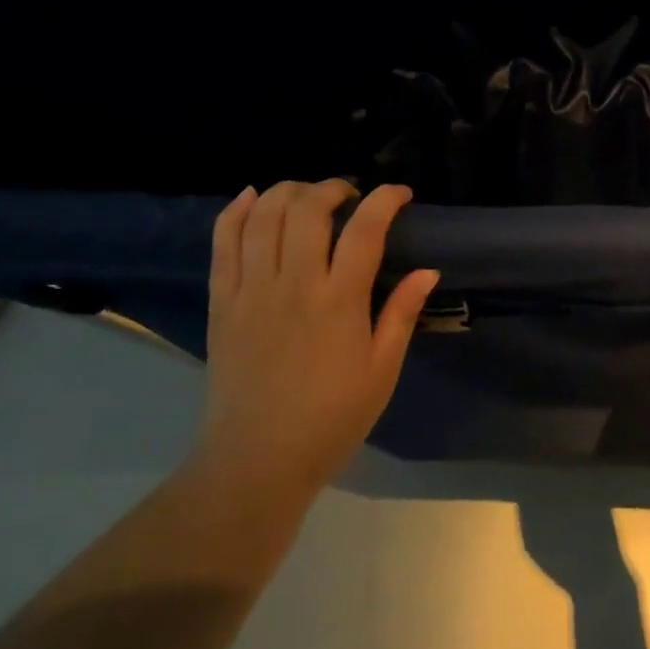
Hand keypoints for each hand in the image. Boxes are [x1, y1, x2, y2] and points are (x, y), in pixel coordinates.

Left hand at [196, 180, 438, 499]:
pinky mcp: (221, 302)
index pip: (365, 229)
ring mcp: (251, 290)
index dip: (385, 199)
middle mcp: (293, 285)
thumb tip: (428, 271)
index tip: (400, 194)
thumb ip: (402, 315)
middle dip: (332, 187)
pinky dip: (235, 211)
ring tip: (306, 195)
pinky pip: (223, 242)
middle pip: (307, 209)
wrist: (256, 461)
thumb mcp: (382, 371)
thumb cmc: (332, 419)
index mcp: (339, 302)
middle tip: (349, 196)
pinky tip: (251, 197)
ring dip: (288, 191)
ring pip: (263, 215)